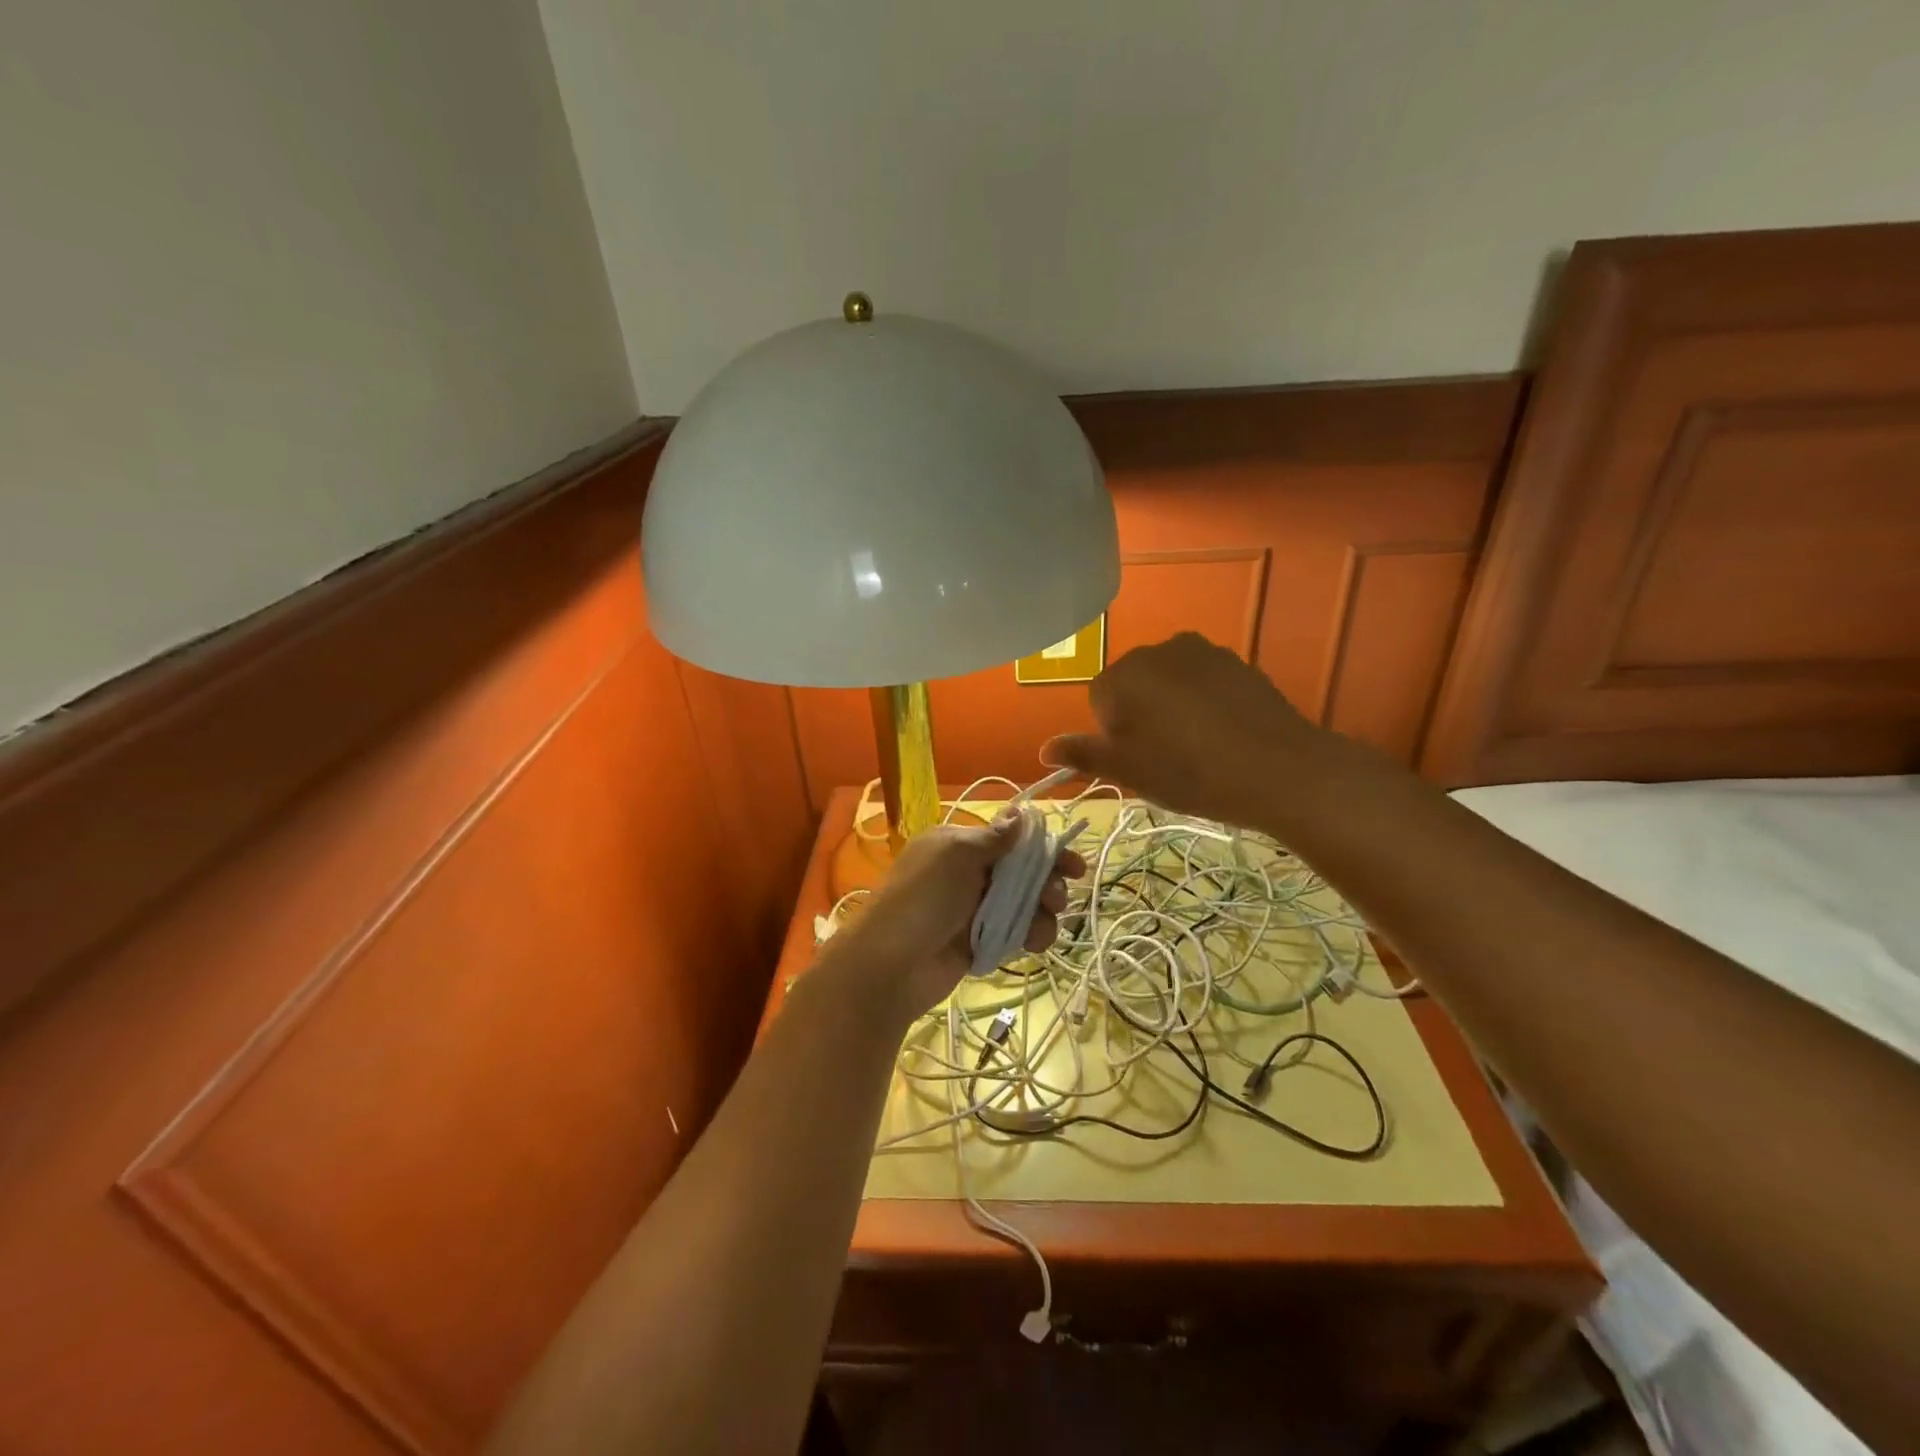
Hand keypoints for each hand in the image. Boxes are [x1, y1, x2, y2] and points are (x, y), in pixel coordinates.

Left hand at [830, 816, 1083, 1023]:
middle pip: (1021, 872)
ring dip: (1041, 912)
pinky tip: (1033, 943)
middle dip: (1046, 883)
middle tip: (1057, 899)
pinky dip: (1028, 934)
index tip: (1074, 865)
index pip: (1010, 839)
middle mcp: (967, 873)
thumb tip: (1021, 812)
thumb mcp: (957, 856)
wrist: (889, 965)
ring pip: (1022, 903)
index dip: (1043, 849)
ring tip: (1042, 928)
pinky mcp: (979, 941)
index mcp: (958, 845)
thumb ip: (995, 838)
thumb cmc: (923, 899)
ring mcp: (973, 909)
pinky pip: (1014, 932)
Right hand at [1041, 632, 1334, 824]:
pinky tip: (1223, 734)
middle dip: (1142, 716)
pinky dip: (1205, 702)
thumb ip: (1083, 755)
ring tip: (1198, 747)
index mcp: (1122, 675)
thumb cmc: (1189, 772)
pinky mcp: (1237, 661)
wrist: (1278, 768)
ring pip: (1169, 682)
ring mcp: (1201, 651)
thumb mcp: (1128, 772)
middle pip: (1134, 685)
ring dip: (1173, 708)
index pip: (1100, 701)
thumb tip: (1044, 749)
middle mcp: (1157, 650)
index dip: (1115, 735)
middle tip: (1166, 757)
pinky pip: (1204, 681)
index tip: (1139, 761)